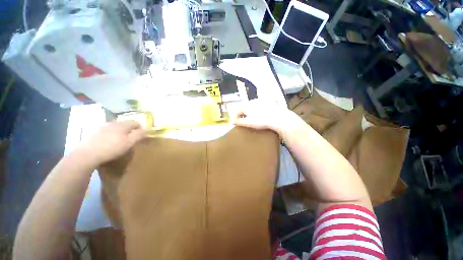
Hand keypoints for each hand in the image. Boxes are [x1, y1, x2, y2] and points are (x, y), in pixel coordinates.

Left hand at [76, 121, 148, 165]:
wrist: (87, 155)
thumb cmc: (112, 148)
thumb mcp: (129, 143)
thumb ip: (139, 134)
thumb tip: (149, 127)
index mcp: (122, 125)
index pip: (135, 122)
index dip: (141, 127)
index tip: (142, 134)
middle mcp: (113, 123)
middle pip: (125, 123)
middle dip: (130, 129)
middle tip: (132, 138)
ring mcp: (102, 127)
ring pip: (116, 126)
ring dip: (120, 131)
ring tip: (120, 139)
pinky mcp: (94, 132)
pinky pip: (107, 130)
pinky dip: (111, 133)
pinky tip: (109, 141)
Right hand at [233, 100, 300, 134]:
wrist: (278, 118)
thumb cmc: (261, 121)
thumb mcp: (248, 122)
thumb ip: (240, 122)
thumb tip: (233, 121)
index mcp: (248, 105)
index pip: (238, 110)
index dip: (236, 116)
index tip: (235, 122)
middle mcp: (253, 101)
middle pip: (245, 107)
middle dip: (242, 113)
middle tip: (242, 120)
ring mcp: (262, 102)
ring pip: (252, 106)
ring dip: (249, 111)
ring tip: (250, 118)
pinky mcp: (269, 103)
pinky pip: (259, 106)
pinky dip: (257, 110)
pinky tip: (259, 115)